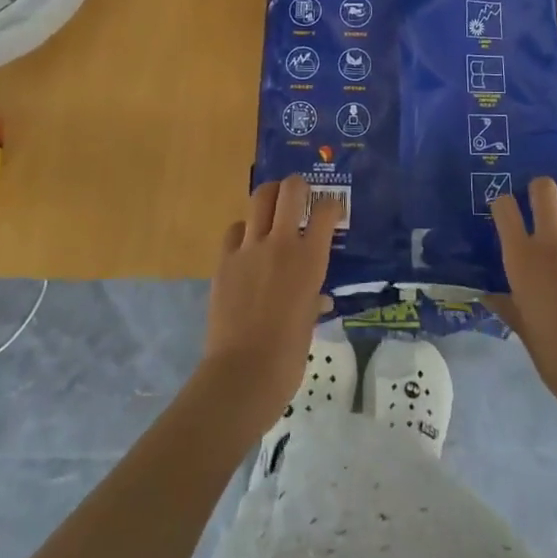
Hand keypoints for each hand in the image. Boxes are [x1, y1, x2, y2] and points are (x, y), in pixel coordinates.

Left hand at [197, 176, 342, 436]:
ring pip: (260, 199)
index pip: (326, 212)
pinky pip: (235, 230)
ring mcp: (250, 248)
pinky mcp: (225, 259)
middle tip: (299, 195)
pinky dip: (243, 230)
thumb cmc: (289, 354)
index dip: (331, 206)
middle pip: (290, 190)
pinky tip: (246, 244)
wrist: (244, 371)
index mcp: (311, 259)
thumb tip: (318, 298)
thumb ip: (314, 299)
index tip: (331, 211)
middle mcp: (283, 243)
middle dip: (297, 185)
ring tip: (272, 205)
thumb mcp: (310, 322)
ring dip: (269, 197)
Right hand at [488, 177, 556, 422]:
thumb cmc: (552, 352)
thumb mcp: (522, 328)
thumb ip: (506, 305)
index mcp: (521, 257)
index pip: (504, 207)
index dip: (502, 204)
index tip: (504, 215)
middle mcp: (550, 242)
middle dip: (538, 190)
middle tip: (537, 206)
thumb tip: (489, 297)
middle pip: (544, 188)